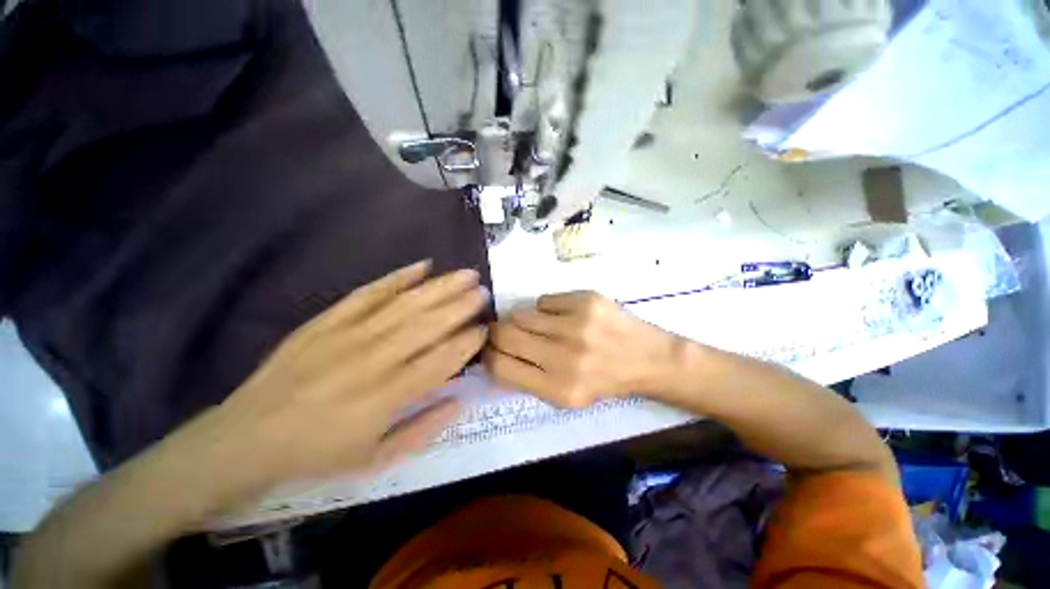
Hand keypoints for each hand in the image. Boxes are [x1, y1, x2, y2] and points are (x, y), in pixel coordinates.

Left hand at [208, 261, 486, 486]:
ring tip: (465, 274)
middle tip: (484, 291)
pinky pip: (365, 294)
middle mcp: (371, 358)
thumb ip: (420, 431)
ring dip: (436, 288)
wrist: (259, 431)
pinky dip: (394, 279)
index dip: (465, 343)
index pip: (438, 362)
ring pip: (400, 305)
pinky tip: (418, 268)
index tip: (485, 329)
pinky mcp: (325, 320)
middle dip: (458, 306)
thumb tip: (458, 402)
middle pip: (424, 325)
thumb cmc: (319, 453)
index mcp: (386, 397)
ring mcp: (346, 333)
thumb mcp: (374, 460)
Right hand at [484, 292, 679, 407]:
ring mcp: (577, 326)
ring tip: (542, 327)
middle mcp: (565, 358)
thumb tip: (493, 353)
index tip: (489, 350)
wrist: (649, 360)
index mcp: (557, 389)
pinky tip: (565, 318)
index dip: (488, 356)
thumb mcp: (566, 398)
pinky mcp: (587, 301)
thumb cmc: (605, 382)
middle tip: (505, 333)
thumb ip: (529, 380)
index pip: (500, 367)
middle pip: (505, 335)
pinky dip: (547, 309)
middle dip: (498, 334)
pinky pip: (544, 300)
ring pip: (521, 314)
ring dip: (524, 321)